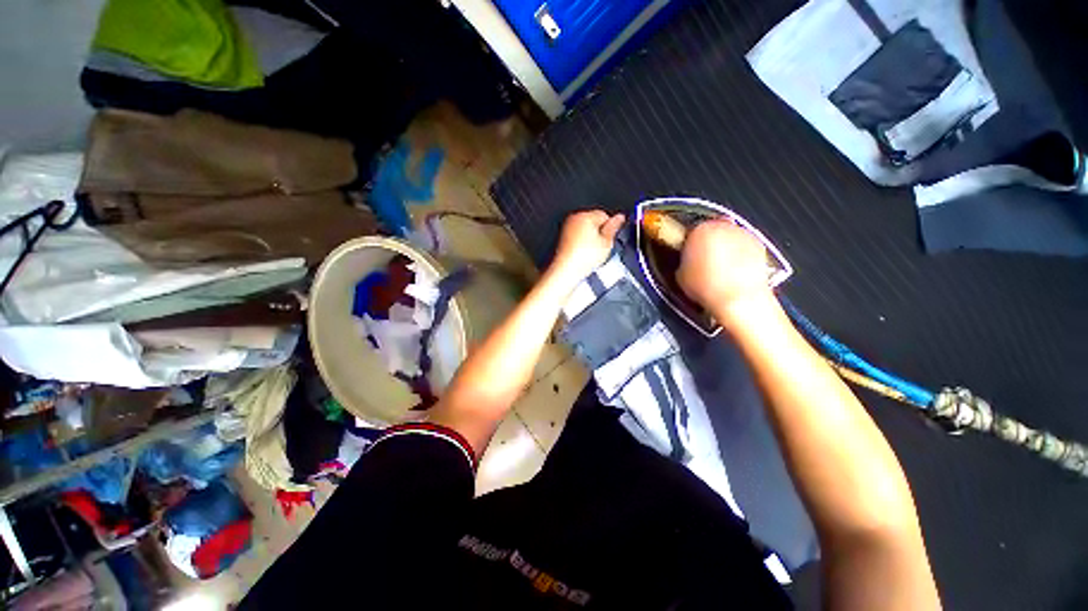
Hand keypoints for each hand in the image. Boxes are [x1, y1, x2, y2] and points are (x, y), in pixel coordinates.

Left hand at [550, 210, 625, 283]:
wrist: (566, 271)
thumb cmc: (583, 258)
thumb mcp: (606, 243)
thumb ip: (614, 227)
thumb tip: (620, 217)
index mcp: (585, 215)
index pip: (605, 215)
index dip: (610, 228)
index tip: (610, 239)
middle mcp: (574, 218)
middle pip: (594, 221)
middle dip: (599, 233)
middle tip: (601, 248)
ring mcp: (566, 228)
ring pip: (585, 230)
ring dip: (590, 239)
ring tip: (591, 253)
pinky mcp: (562, 238)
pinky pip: (577, 237)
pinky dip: (581, 244)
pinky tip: (583, 254)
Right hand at [677, 219, 774, 321]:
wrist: (738, 298)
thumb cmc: (708, 286)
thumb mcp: (680, 275)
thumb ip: (683, 262)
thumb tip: (686, 264)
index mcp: (699, 230)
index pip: (690, 230)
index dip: (688, 243)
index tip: (686, 254)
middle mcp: (722, 226)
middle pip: (712, 230)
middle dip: (707, 243)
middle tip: (702, 261)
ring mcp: (742, 234)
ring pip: (729, 237)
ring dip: (724, 247)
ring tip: (720, 268)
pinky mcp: (759, 245)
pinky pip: (744, 246)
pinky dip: (740, 255)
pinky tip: (734, 271)